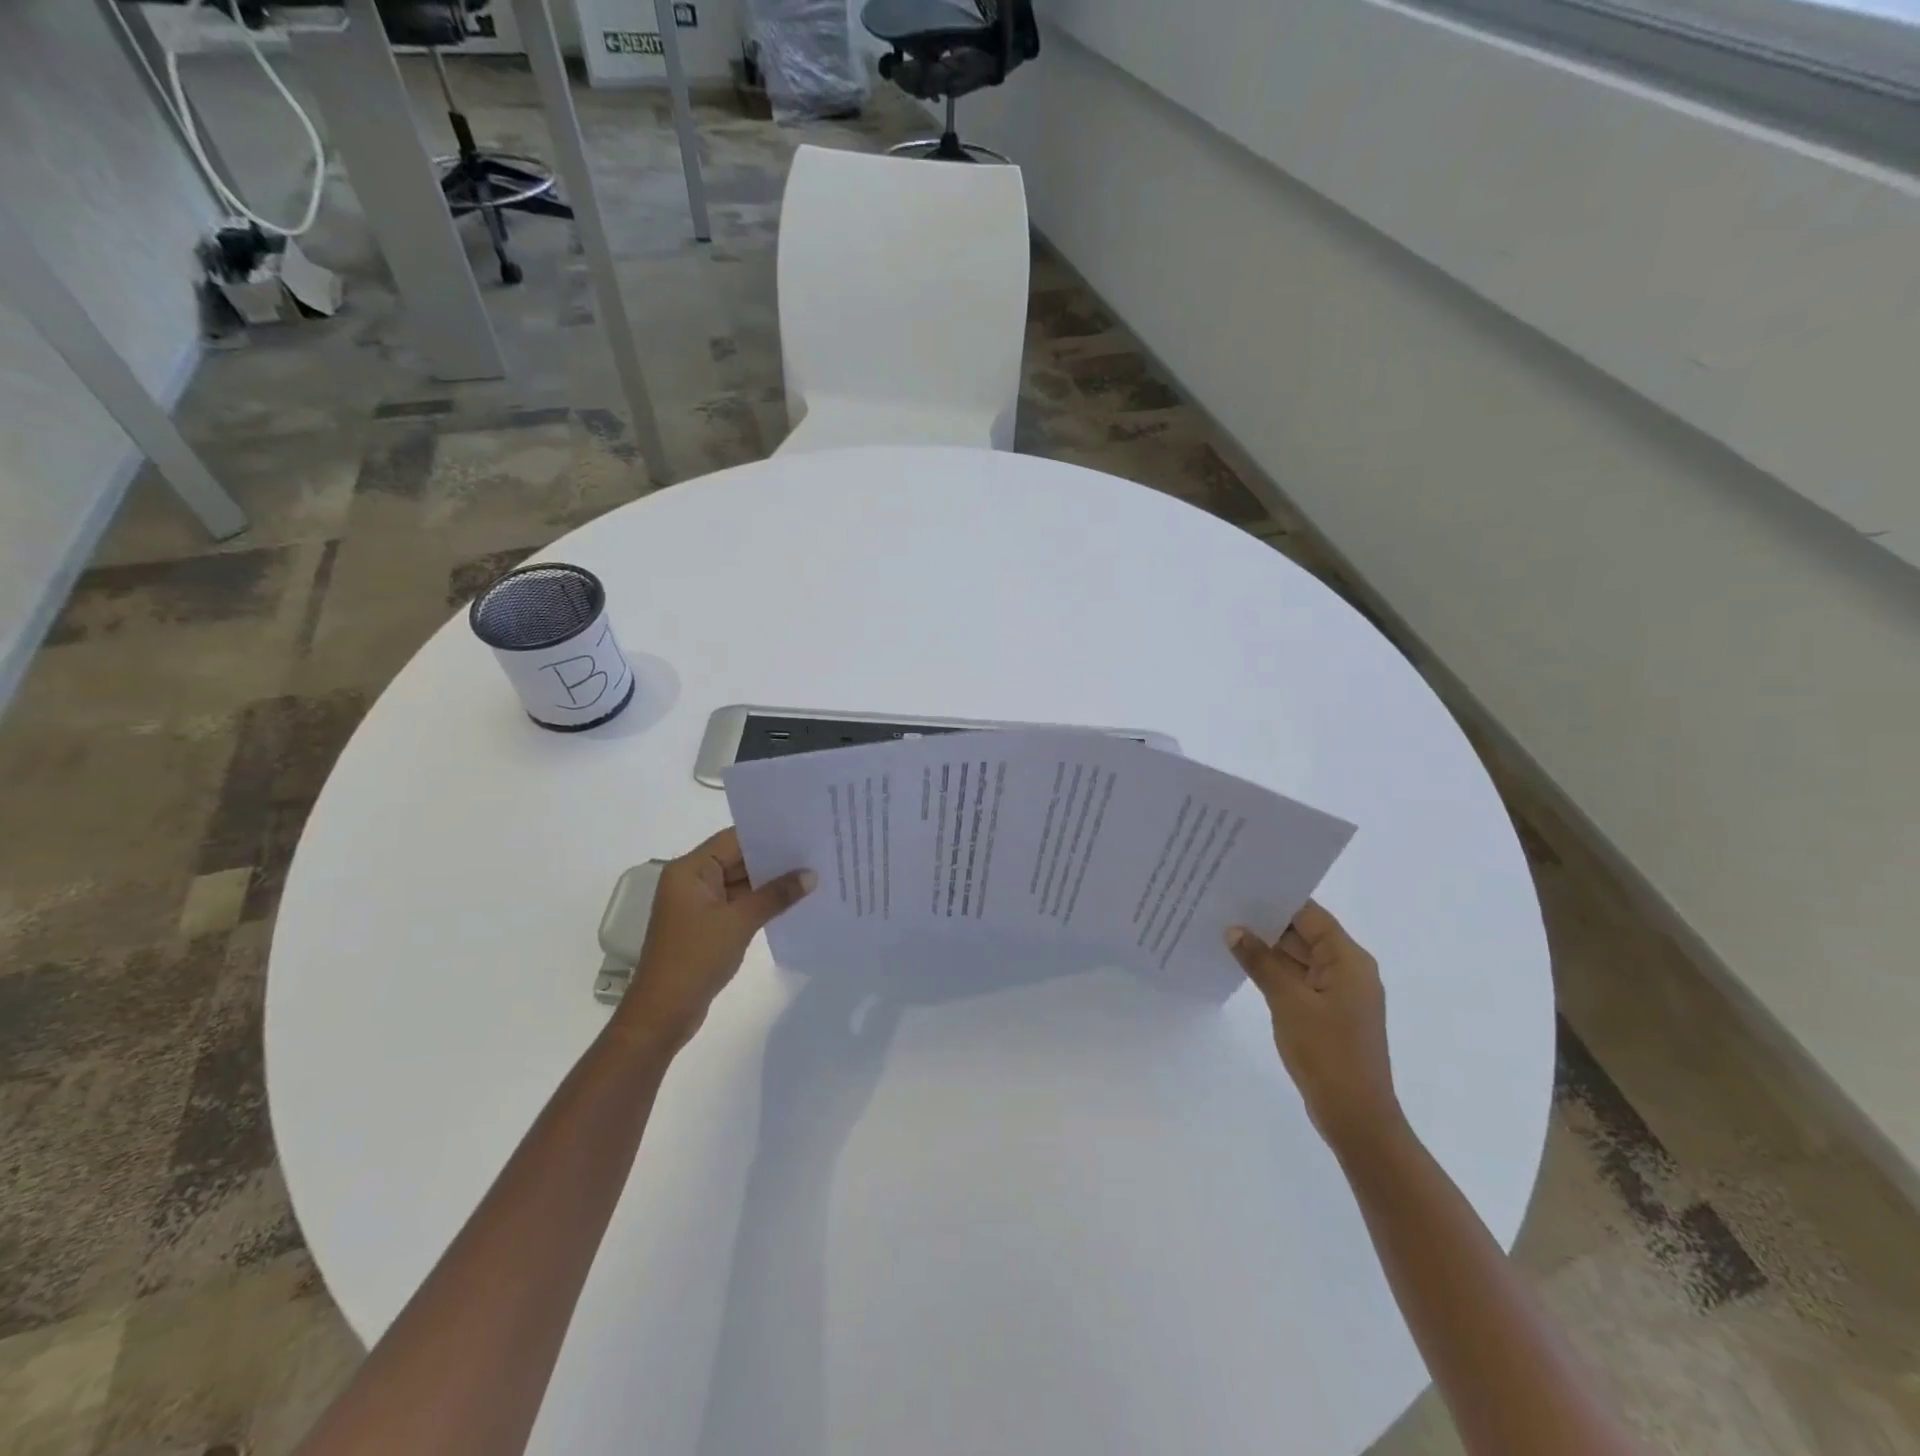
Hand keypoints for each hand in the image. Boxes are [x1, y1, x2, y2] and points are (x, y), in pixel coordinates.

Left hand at [613, 828, 813, 1053]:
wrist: (663, 1014)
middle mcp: (692, 880)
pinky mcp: (707, 925)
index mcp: (689, 870)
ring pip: (741, 882)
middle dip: (774, 859)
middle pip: (738, 859)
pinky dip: (762, 902)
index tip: (804, 831)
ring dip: (771, 882)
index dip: (768, 835)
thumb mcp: (739, 922)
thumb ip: (776, 895)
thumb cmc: (695, 958)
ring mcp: (699, 904)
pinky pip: (739, 903)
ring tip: (812, 874)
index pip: (734, 839)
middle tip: (815, 852)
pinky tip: (793, 901)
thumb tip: (811, 874)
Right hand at [1225, 901, 1402, 1153]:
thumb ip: (1260, 962)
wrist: (1356, 1117)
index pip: (1310, 915)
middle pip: (1305, 933)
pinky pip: (1299, 979)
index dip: (1276, 900)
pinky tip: (1245, 965)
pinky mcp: (1329, 1013)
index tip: (1240, 887)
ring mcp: (1339, 993)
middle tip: (1224, 906)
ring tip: (1226, 930)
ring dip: (1269, 948)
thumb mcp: (1288, 1002)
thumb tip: (1234, 930)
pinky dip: (1275, 971)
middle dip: (1267, 922)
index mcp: (1349, 960)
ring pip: (1300, 957)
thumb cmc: (1327, 1053)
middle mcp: (1349, 969)